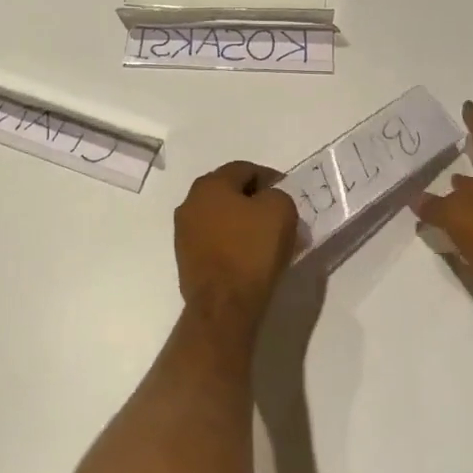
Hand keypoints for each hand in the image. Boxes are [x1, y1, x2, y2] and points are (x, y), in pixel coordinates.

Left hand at [175, 161, 298, 322]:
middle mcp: (190, 202)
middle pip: (229, 192)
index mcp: (210, 184)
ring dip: (242, 222)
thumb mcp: (280, 210)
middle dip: (254, 200)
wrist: (223, 303)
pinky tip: (248, 256)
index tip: (288, 194)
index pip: (245, 169)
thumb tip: (267, 201)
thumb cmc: (252, 250)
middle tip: (278, 215)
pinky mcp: (185, 257)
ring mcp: (184, 230)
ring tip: (265, 238)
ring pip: (220, 216)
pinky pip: (214, 239)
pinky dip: (232, 242)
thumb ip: (277, 195)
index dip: (270, 178)